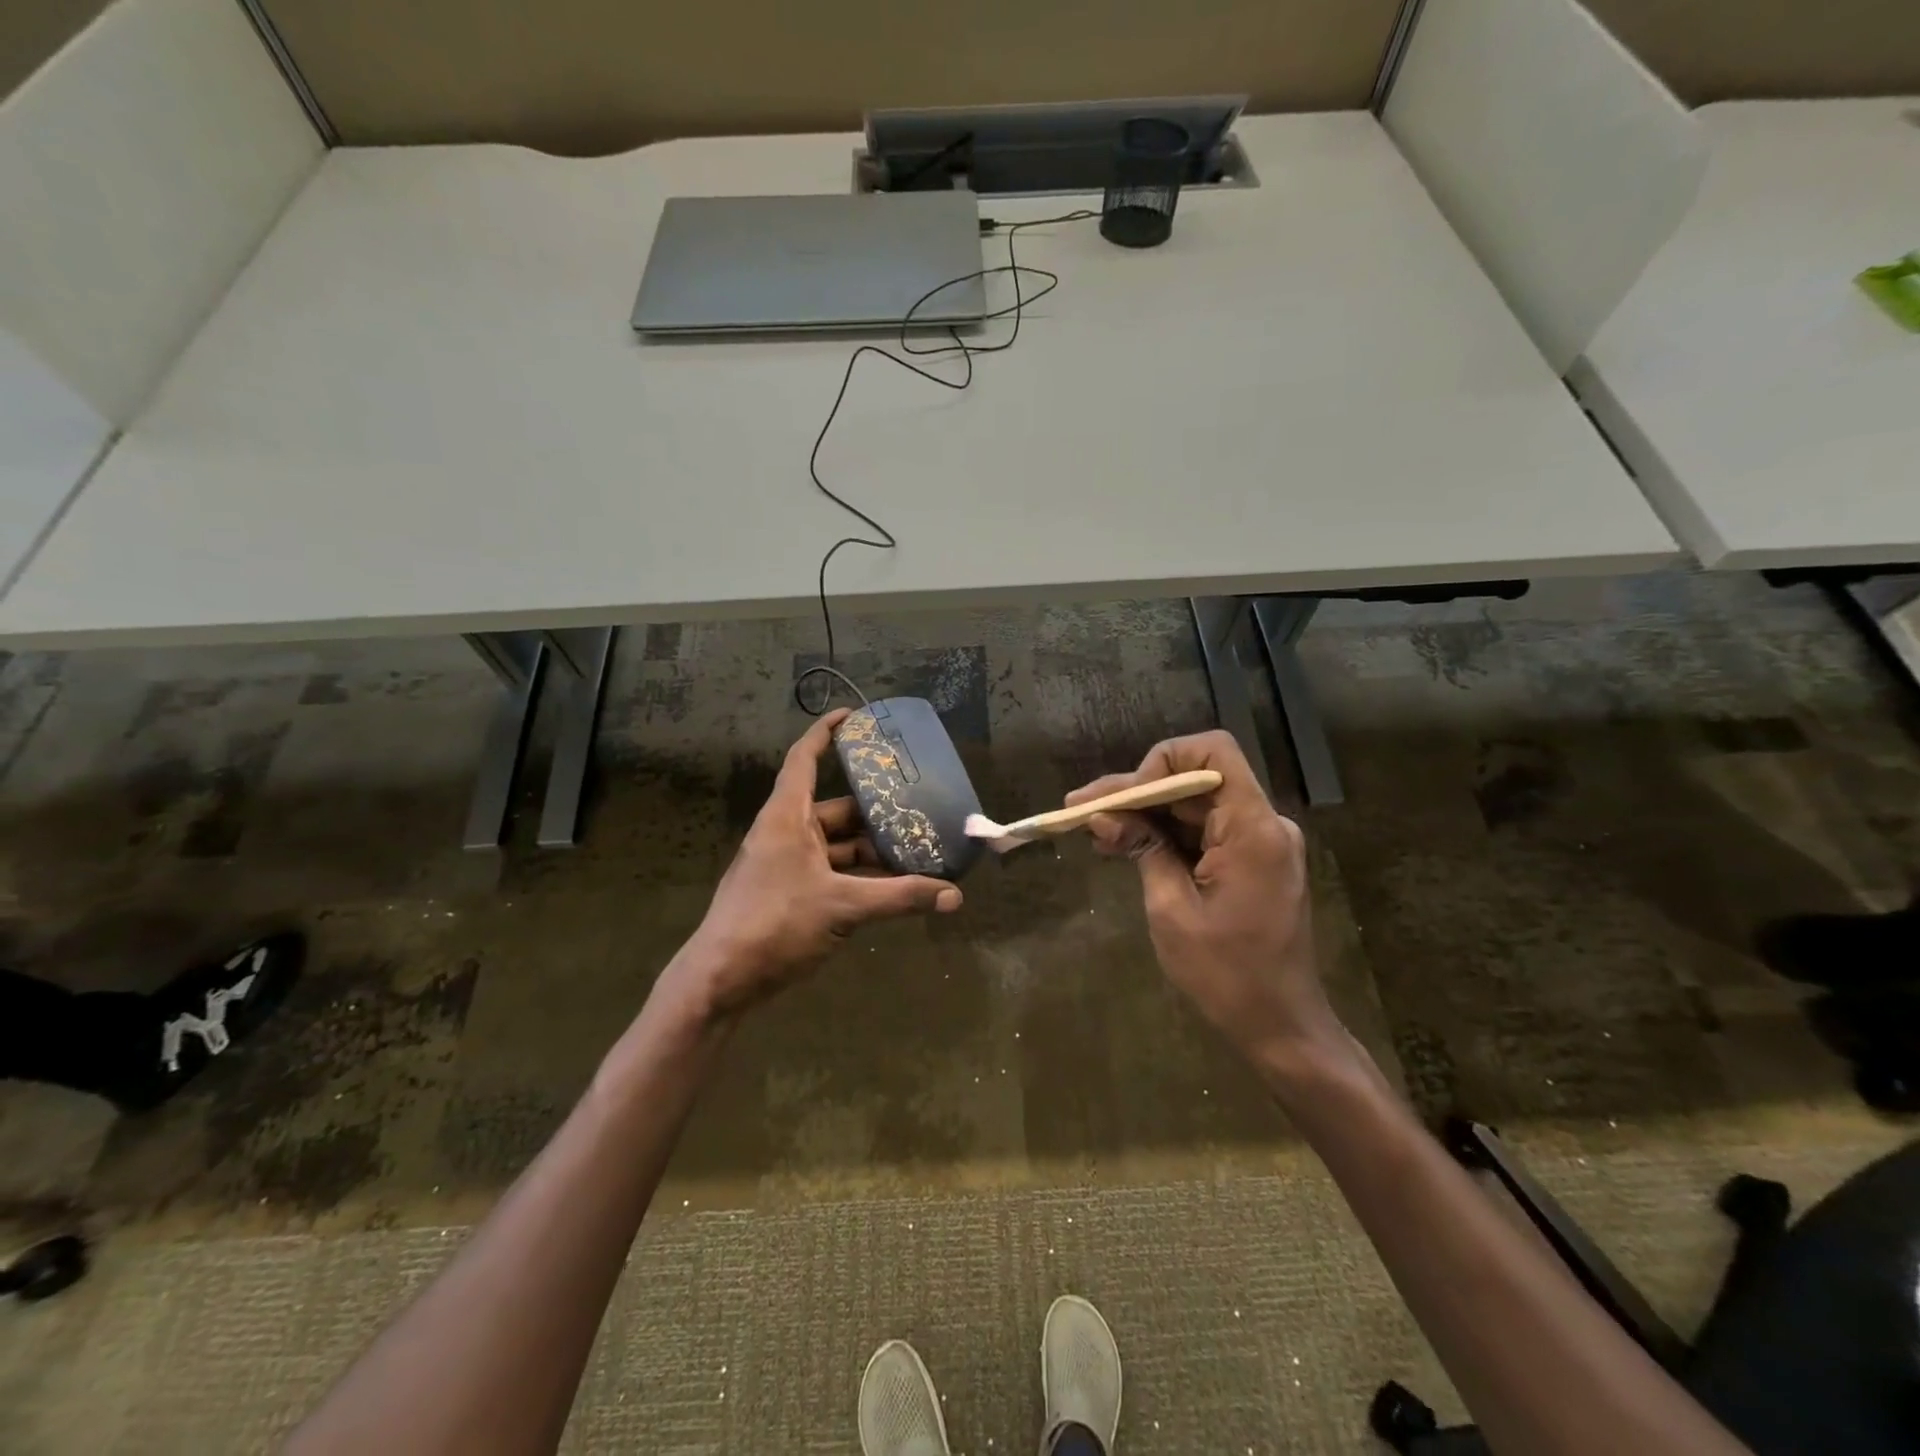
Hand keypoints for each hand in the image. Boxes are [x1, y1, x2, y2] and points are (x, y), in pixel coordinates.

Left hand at [673, 710, 962, 1019]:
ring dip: (871, 851)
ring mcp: (785, 864)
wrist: (721, 979)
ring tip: (916, 852)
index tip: (853, 716)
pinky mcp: (788, 893)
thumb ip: (900, 898)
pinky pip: (831, 871)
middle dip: (875, 812)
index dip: (826, 733)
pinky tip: (891, 888)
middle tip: (917, 808)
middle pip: (836, 809)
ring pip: (836, 845)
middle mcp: (785, 832)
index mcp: (787, 817)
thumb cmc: (775, 924)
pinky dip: (858, 876)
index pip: (804, 759)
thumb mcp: (843, 906)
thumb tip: (954, 896)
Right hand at [1067, 731, 1334, 1059]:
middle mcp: (1263, 823)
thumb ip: (1143, 849)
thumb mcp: (1171, 909)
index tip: (1126, 797)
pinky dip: (1167, 834)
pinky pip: (1205, 831)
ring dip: (1147, 813)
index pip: (1212, 752)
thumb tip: (1104, 815)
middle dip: (1138, 791)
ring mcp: (1260, 842)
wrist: (1281, 1025)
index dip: (1163, 761)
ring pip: (1195, 804)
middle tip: (1082, 809)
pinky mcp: (1252, 861)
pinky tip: (1126, 845)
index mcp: (1253, 829)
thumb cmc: (1226, 975)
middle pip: (1196, 779)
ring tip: (1096, 831)